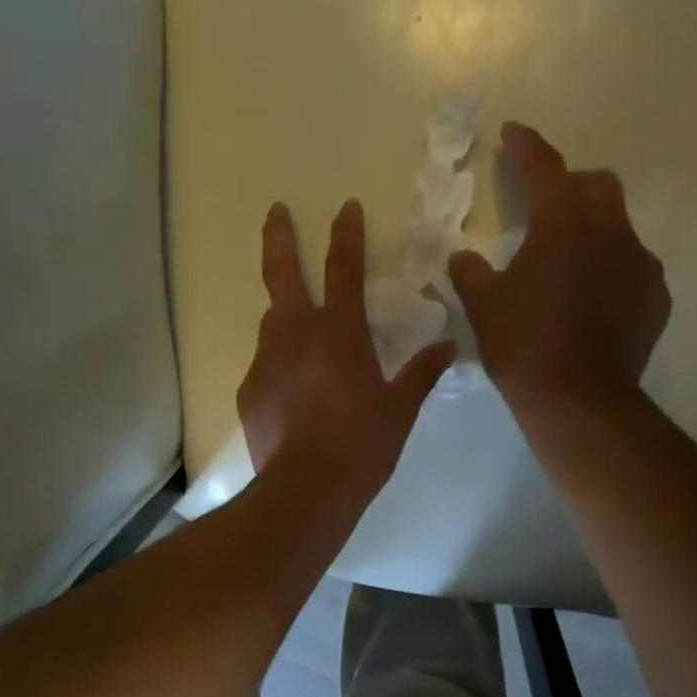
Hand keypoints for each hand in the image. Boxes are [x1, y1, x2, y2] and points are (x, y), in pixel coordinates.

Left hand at [238, 199, 454, 497]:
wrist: (308, 489)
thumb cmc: (362, 445)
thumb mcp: (400, 409)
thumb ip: (421, 373)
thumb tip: (447, 347)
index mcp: (339, 332)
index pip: (344, 268)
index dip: (347, 234)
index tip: (346, 206)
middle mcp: (296, 335)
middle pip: (282, 273)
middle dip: (280, 237)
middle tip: (276, 211)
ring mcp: (266, 362)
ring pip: (272, 323)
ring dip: (284, 314)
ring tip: (298, 329)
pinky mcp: (249, 391)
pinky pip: (266, 367)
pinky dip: (280, 366)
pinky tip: (291, 391)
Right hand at [448, 123, 669, 412]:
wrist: (579, 398)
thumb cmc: (524, 343)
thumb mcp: (483, 306)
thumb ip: (470, 273)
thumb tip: (462, 257)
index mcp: (564, 219)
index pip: (544, 166)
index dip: (525, 146)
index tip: (512, 132)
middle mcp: (610, 229)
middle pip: (595, 186)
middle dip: (569, 186)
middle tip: (544, 208)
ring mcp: (640, 263)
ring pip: (617, 228)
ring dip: (592, 232)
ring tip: (567, 263)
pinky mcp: (655, 298)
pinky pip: (631, 269)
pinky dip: (610, 271)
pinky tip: (592, 300)